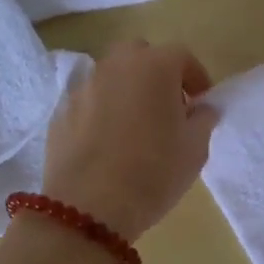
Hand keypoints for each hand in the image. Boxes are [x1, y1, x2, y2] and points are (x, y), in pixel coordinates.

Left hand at [40, 41, 216, 240]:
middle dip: (156, 73)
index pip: (182, 56)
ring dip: (127, 90)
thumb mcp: (194, 150)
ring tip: (135, 126)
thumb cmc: (153, 173)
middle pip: (140, 55)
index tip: (201, 103)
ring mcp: (83, 87)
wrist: (87, 209)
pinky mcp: (60, 111)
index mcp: (154, 67)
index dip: (196, 77)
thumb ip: (203, 120)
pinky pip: (89, 101)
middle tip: (167, 107)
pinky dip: (102, 111)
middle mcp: (115, 66)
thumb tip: (202, 108)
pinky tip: (107, 143)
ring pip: (111, 76)